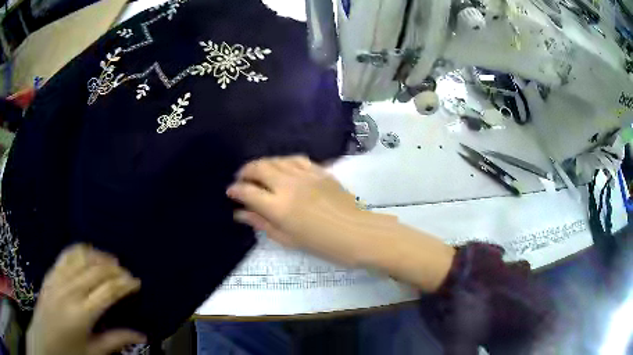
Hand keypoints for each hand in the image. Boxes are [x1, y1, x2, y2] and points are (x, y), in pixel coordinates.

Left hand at [27, 244, 144, 354]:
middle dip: (114, 268)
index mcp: (81, 314)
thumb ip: (115, 341)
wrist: (45, 341)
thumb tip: (141, 335)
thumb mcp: (93, 353)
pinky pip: (65, 256)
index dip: (124, 284)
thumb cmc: (69, 353)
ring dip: (97, 255)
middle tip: (127, 272)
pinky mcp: (49, 276)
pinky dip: (78, 250)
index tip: (136, 282)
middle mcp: (69, 291)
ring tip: (110, 259)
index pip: (107, 291)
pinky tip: (86, 252)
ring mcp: (57, 280)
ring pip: (80, 257)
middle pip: (95, 271)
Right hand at [227, 156, 376, 265]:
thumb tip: (240, 213)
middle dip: (245, 172)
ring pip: (275, 160)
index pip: (247, 191)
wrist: (357, 233)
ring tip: (258, 174)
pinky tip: (281, 168)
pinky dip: (282, 161)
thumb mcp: (287, 239)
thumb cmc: (322, 244)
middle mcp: (288, 185)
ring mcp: (304, 174)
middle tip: (242, 181)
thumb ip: (261, 223)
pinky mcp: (318, 170)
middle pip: (258, 168)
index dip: (235, 190)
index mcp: (278, 207)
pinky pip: (295, 158)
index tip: (231, 192)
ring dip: (262, 165)